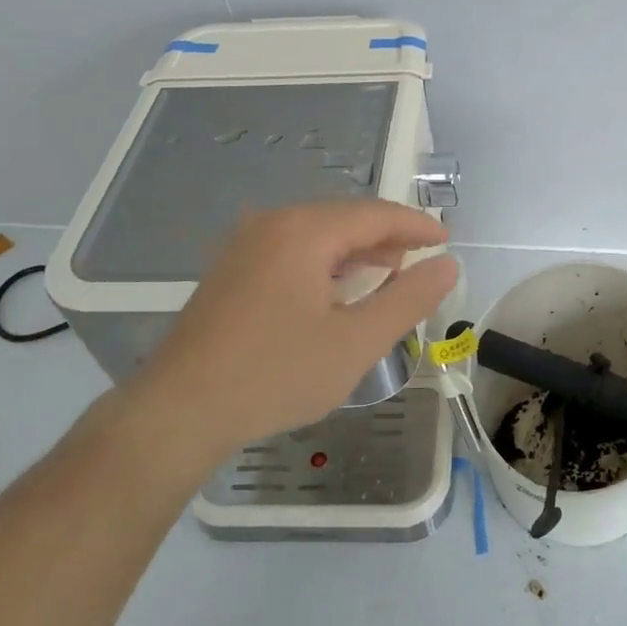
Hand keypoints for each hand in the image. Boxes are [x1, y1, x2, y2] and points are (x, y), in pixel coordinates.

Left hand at [96, 202, 456, 466]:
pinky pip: (292, 251)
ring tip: (389, 274)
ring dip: (357, 251)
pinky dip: (326, 263)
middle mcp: (272, 224)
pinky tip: (337, 290)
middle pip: (345, 219)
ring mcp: (245, 245)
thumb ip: (408, 299)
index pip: (375, 214)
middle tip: (422, 261)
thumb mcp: (356, 342)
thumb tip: (447, 264)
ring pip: (317, 235)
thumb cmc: (275, 374)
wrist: (179, 411)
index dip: (416, 226)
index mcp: (304, 231)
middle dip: (388, 238)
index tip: (447, 242)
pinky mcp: (231, 271)